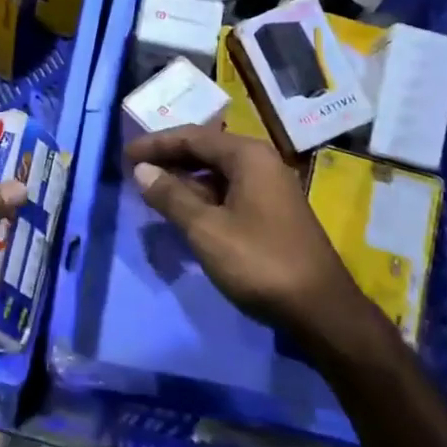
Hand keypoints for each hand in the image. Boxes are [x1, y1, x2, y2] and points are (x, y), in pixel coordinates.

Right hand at [125, 126, 384, 345]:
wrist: (321, 310)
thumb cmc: (260, 262)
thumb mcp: (206, 230)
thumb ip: (171, 197)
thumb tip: (142, 171)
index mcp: (248, 156)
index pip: (193, 137)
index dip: (156, 145)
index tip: (125, 156)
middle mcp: (261, 163)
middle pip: (206, 151)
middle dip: (169, 160)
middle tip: (135, 172)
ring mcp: (269, 188)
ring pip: (217, 174)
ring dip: (184, 181)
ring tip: (152, 193)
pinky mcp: (271, 213)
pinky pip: (229, 192)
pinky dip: (202, 198)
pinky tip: (184, 213)